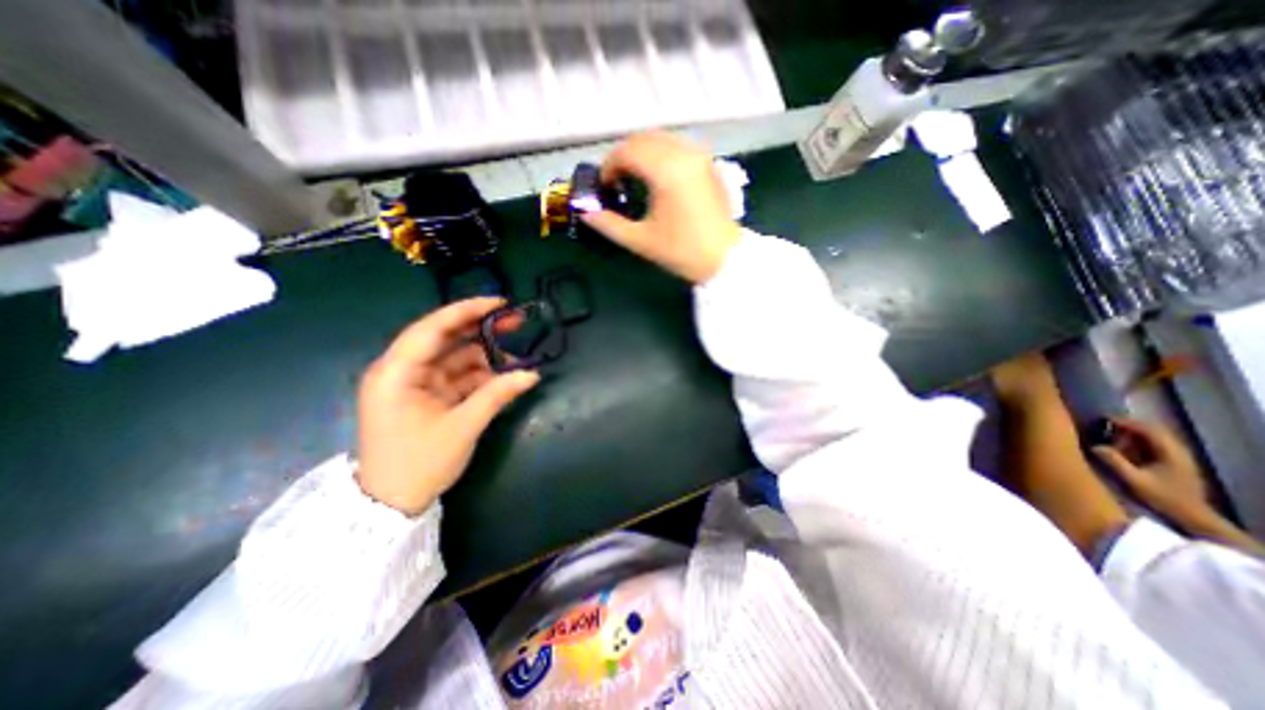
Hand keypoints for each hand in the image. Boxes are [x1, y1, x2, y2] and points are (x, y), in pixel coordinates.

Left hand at [354, 297, 538, 514]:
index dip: (467, 311)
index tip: (500, 303)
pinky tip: (504, 376)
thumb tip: (533, 374)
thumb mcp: (463, 427)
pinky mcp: (426, 397)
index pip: (433, 329)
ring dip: (485, 357)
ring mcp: (415, 384)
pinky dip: (480, 376)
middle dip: (480, 330)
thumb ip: (498, 394)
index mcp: (396, 372)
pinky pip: (457, 377)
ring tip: (516, 358)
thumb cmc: (419, 464)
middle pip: (445, 339)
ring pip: (454, 358)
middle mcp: (401, 371)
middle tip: (515, 323)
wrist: (391, 506)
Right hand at [581, 130, 741, 281]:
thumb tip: (585, 212)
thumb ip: (608, 224)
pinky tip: (657, 176)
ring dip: (641, 152)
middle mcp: (683, 154)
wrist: (724, 258)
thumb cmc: (682, 252)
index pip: (627, 151)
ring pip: (661, 138)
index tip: (604, 187)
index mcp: (666, 171)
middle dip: (623, 156)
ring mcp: (699, 156)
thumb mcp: (641, 241)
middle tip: (615, 182)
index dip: (609, 166)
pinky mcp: (708, 163)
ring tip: (634, 178)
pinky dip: (660, 153)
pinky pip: (677, 145)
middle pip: (643, 139)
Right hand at [1092, 417, 1209, 520]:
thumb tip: (1095, 446)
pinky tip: (1126, 447)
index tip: (1104, 419)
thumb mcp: (1134, 480)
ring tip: (1112, 435)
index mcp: (1171, 453)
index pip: (1149, 430)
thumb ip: (1115, 462)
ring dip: (1134, 434)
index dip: (1127, 423)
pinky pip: (1157, 445)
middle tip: (1105, 426)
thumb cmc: (1163, 497)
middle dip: (1130, 427)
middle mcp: (1179, 451)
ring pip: (1156, 438)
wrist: (1193, 515)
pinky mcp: (1176, 463)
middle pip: (1154, 431)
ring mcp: (1179, 458)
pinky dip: (1140, 442)